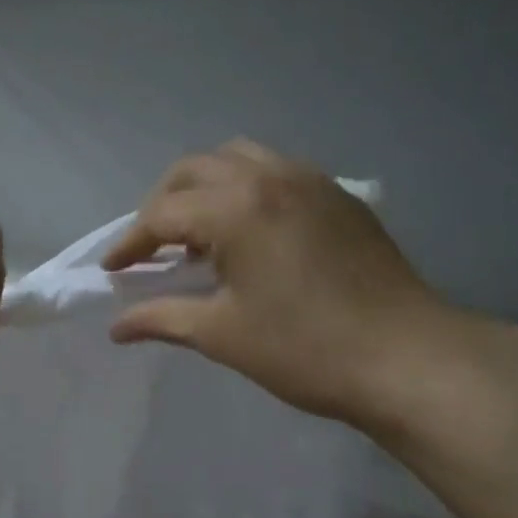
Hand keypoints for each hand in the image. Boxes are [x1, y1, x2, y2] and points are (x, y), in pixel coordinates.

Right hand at [103, 139, 459, 428]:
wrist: (405, 357)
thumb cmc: (302, 348)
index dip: (130, 244)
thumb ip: (161, 318)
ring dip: (204, 191)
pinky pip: (276, 174)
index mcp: (237, 208)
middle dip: (162, 206)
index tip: (112, 271)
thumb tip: (116, 327)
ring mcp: (312, 182)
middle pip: (195, 170)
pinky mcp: (340, 198)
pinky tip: (247, 239)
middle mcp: (271, 177)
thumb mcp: (221, 334)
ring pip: (239, 160)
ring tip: (198, 239)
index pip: (163, 214)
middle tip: (150, 249)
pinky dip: (244, 193)